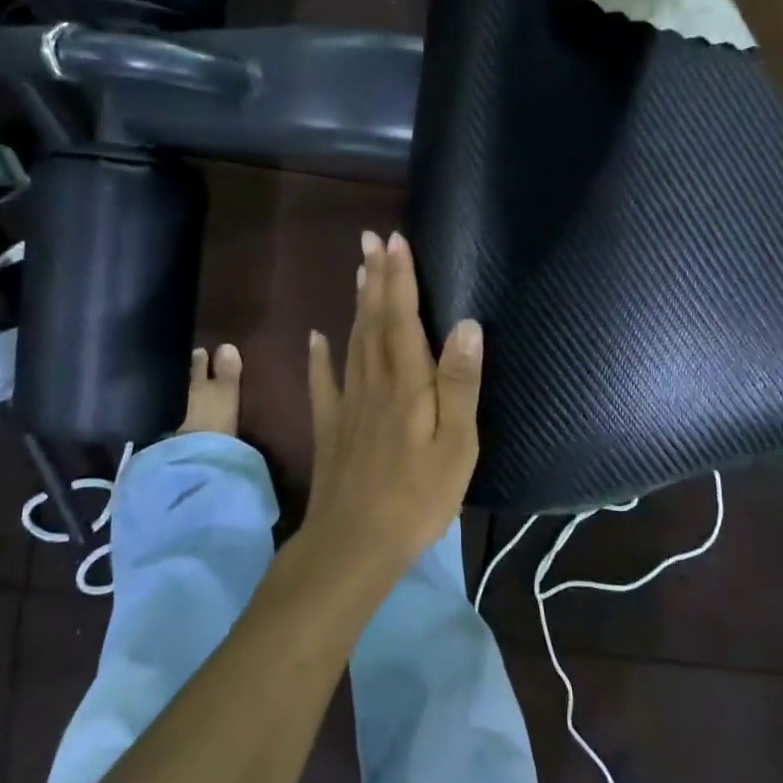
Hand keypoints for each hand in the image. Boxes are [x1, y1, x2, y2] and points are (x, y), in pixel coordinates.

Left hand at [302, 231, 483, 569]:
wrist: (353, 543)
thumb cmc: (417, 497)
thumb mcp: (456, 445)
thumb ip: (460, 384)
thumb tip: (467, 324)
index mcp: (407, 383)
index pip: (402, 318)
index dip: (400, 278)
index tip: (395, 241)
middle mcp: (373, 382)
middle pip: (373, 321)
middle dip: (375, 278)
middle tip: (371, 240)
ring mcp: (347, 404)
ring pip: (352, 342)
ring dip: (356, 305)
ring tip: (357, 272)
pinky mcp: (331, 427)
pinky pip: (323, 381)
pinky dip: (319, 356)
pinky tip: (315, 337)